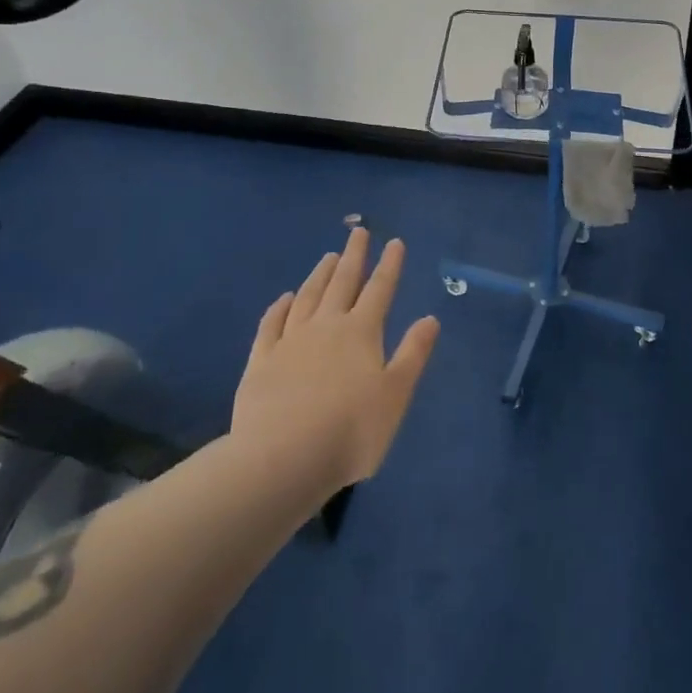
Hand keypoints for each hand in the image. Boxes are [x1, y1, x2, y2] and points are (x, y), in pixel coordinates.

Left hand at [231, 228, 439, 494]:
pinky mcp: (261, 362)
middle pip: (342, 282)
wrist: (281, 459)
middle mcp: (326, 326)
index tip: (394, 241)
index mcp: (361, 332)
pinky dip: (280, 307)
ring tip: (327, 256)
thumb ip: (413, 354)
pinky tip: (285, 298)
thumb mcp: (395, 394)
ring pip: (308, 297)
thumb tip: (430, 318)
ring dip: (320, 274)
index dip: (390, 264)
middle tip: (358, 232)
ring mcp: (290, 342)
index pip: (380, 289)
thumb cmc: (350, 430)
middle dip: (353, 256)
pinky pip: (272, 324)